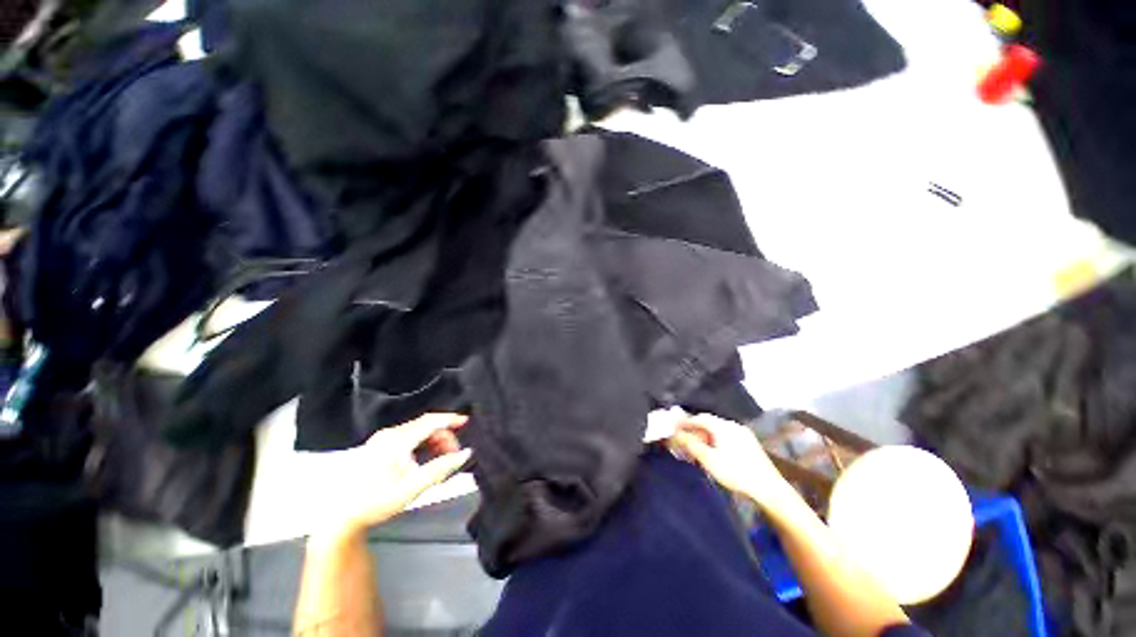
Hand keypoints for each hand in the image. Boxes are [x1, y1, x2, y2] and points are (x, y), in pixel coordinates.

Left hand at [319, 413, 472, 538]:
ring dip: (433, 442)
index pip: (430, 421)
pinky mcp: (379, 446)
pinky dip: (422, 445)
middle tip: (453, 456)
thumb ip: (441, 468)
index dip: (450, 419)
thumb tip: (465, 454)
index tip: (466, 422)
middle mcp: (389, 434)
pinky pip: (408, 437)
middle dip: (443, 437)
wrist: (342, 517)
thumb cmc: (377, 502)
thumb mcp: (413, 488)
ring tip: (440, 461)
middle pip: (425, 426)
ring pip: (417, 431)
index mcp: (396, 441)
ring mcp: (382, 439)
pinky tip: (425, 460)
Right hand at [666, 414, 796, 510]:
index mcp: (723, 426)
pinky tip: (712, 452)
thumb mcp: (709, 460)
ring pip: (717, 430)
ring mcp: (743, 434)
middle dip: (694, 430)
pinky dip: (714, 441)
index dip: (685, 422)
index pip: (699, 418)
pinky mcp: (749, 444)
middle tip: (683, 440)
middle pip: (708, 423)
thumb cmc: (736, 473)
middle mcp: (733, 425)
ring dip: (704, 436)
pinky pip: (725, 436)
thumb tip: (674, 433)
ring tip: (696, 449)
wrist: (770, 489)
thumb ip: (691, 444)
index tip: (673, 428)